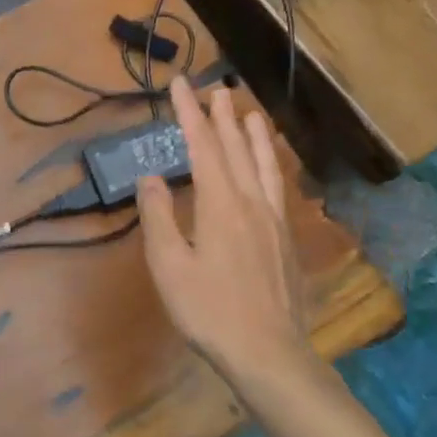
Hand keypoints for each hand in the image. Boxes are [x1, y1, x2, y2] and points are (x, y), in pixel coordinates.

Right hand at [136, 78, 309, 380]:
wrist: (269, 352)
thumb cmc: (210, 310)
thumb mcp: (169, 265)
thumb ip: (159, 217)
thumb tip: (151, 177)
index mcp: (220, 204)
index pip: (202, 146)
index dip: (190, 113)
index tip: (181, 83)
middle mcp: (251, 202)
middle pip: (236, 149)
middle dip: (222, 117)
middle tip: (216, 88)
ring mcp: (274, 220)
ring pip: (264, 165)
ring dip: (253, 136)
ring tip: (249, 113)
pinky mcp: (286, 239)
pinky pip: (278, 187)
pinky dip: (271, 165)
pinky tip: (271, 168)